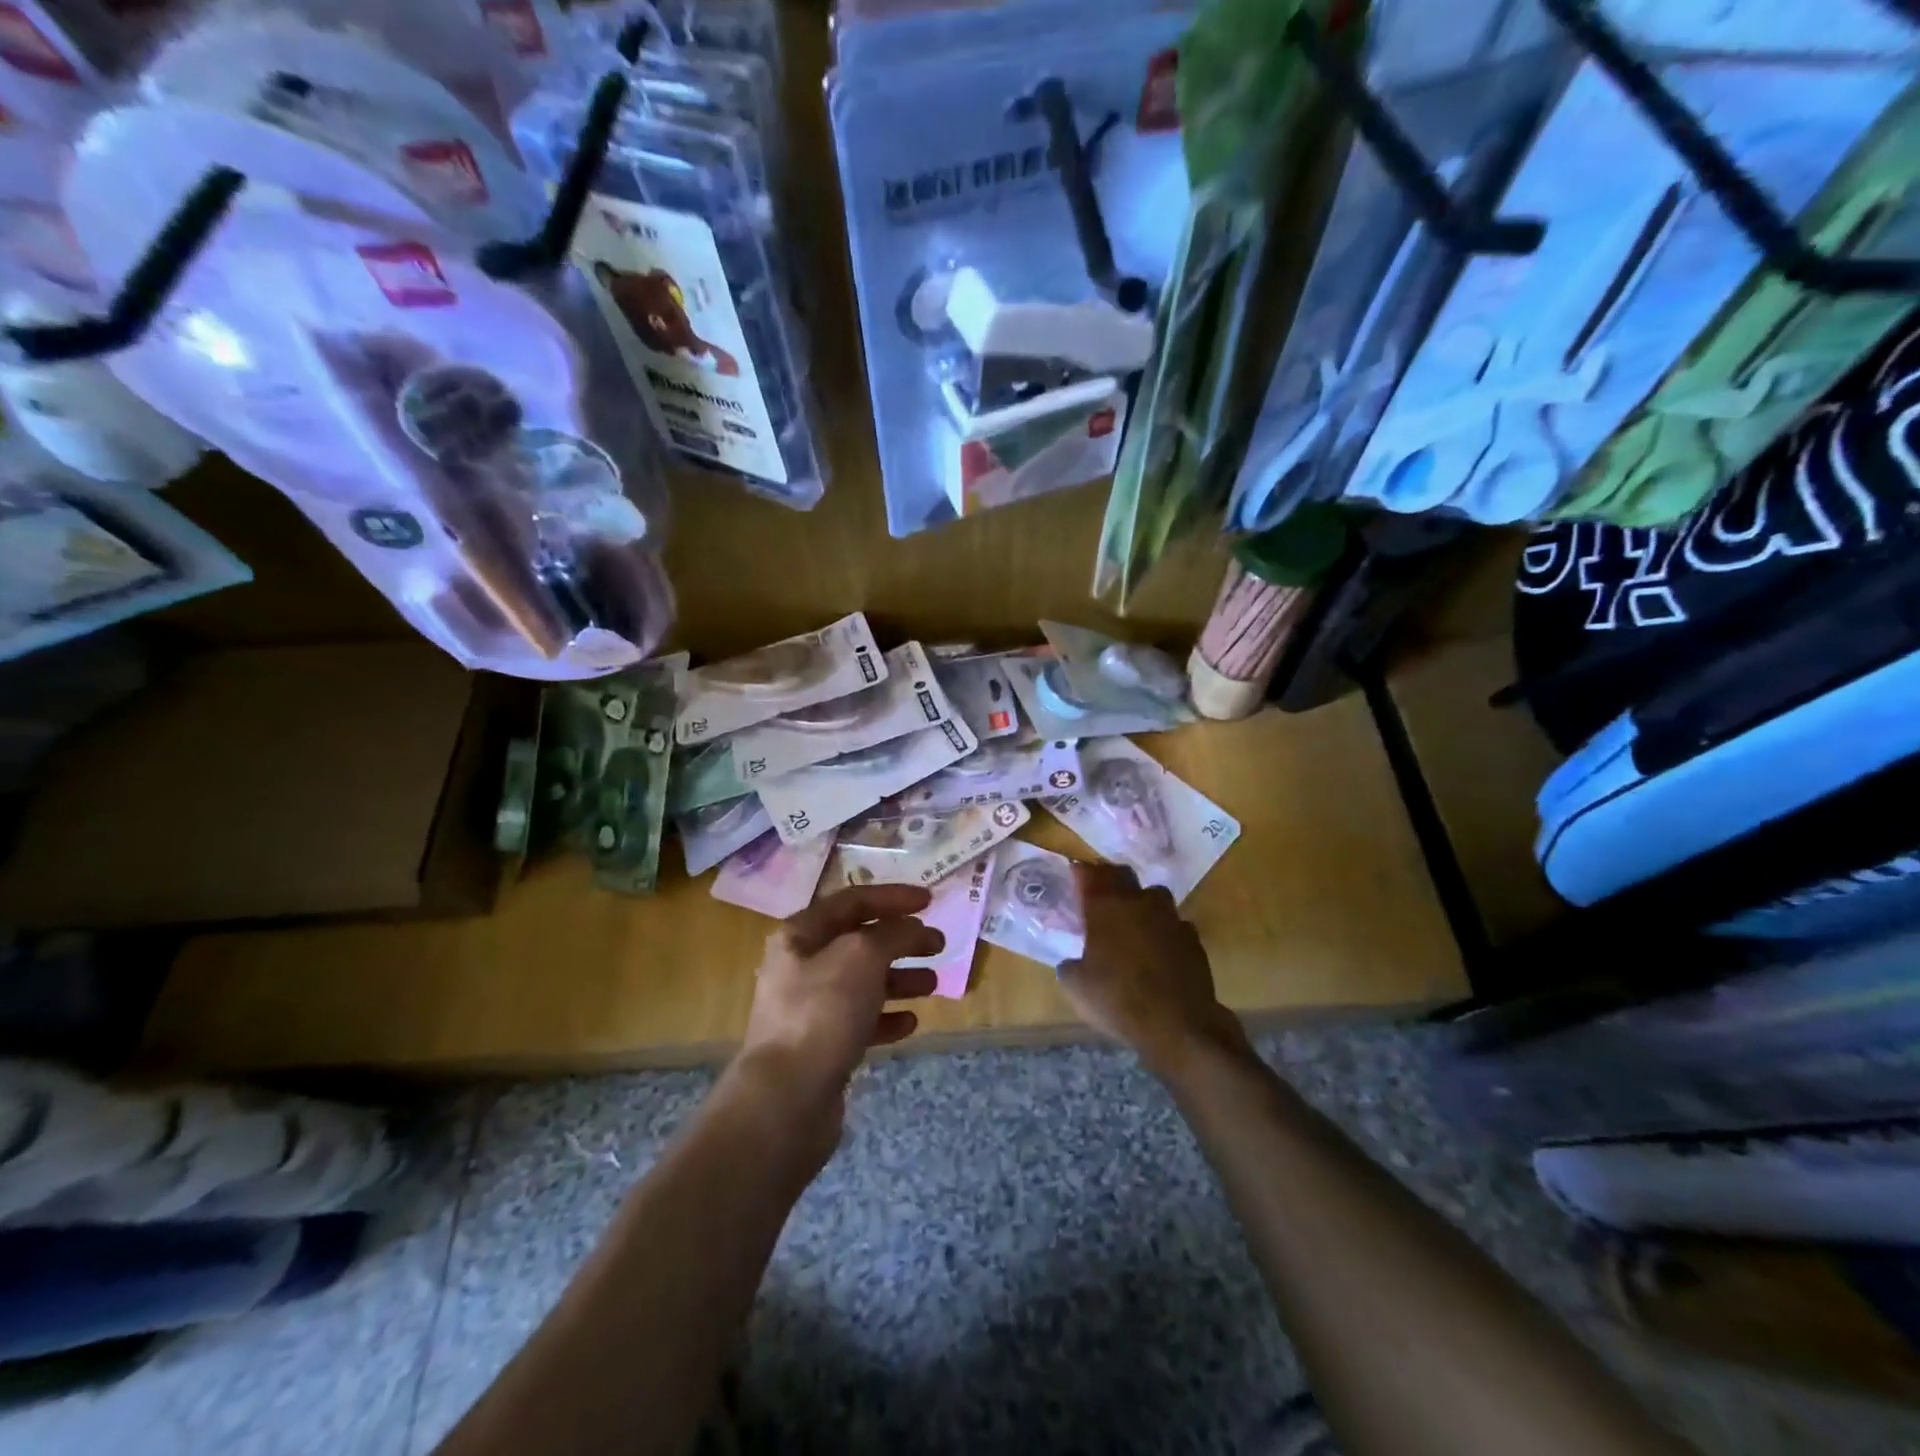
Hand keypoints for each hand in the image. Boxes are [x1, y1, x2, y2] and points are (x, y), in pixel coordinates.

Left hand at [736, 884, 942, 1130]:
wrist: (786, 1098)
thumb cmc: (823, 1011)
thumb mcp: (863, 956)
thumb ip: (893, 933)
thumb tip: (913, 928)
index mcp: (801, 934)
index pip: (852, 901)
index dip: (893, 897)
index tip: (930, 900)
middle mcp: (802, 966)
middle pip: (860, 941)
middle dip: (902, 939)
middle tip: (938, 944)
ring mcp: (810, 1008)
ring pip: (864, 982)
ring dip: (900, 978)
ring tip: (933, 984)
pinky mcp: (823, 1046)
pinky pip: (861, 1021)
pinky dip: (888, 1017)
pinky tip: (910, 1023)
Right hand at [1057, 863, 1247, 1077]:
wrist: (1179, 1025)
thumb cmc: (1118, 1000)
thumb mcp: (1077, 987)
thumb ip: (1071, 966)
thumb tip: (1073, 963)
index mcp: (1107, 908)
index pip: (1091, 875)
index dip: (1082, 872)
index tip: (1076, 873)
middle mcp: (1139, 903)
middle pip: (1123, 875)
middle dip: (1110, 880)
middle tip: (1101, 894)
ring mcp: (1171, 919)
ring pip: (1154, 896)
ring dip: (1142, 903)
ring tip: (1133, 921)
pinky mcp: (1193, 939)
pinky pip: (1174, 925)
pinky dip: (1164, 931)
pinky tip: (1159, 950)